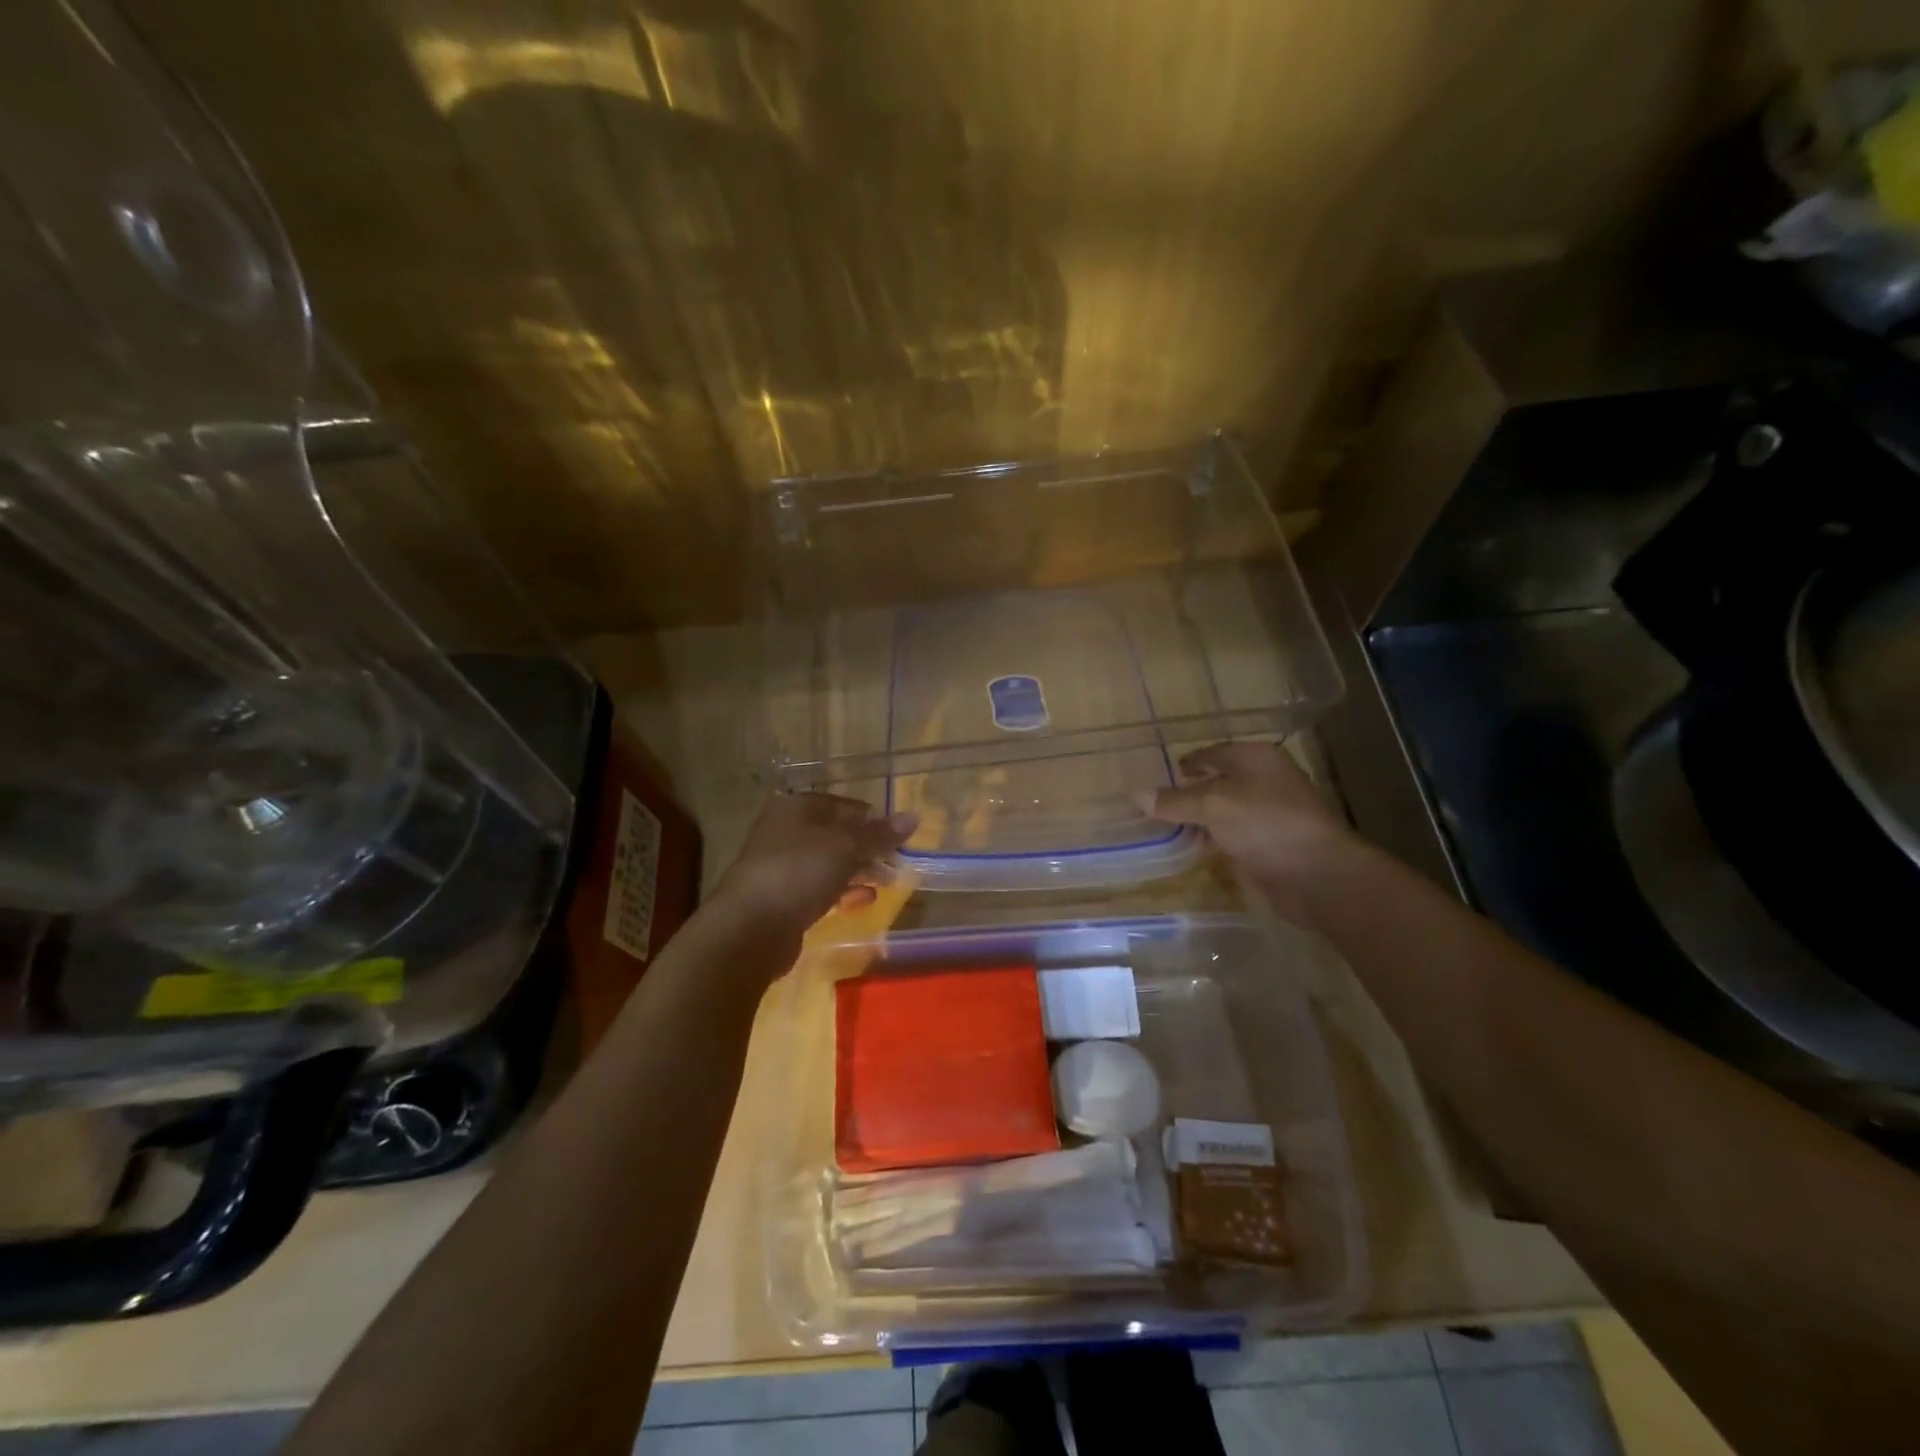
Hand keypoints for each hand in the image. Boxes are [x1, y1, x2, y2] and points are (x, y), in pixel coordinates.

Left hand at [712, 793, 915, 934]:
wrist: (750, 927)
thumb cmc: (799, 872)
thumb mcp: (846, 847)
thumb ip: (879, 834)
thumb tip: (914, 817)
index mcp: (797, 808)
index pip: (844, 806)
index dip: (872, 819)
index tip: (898, 837)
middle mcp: (787, 832)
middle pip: (836, 835)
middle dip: (869, 848)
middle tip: (898, 862)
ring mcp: (783, 867)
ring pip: (829, 863)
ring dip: (860, 871)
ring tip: (890, 882)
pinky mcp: (784, 899)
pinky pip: (820, 889)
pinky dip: (844, 892)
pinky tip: (867, 900)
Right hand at [1143, 742, 1361, 927]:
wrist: (1317, 874)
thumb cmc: (1266, 823)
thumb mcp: (1213, 806)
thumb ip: (1174, 800)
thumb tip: (1136, 794)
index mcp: (1257, 758)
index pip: (1213, 753)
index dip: (1187, 762)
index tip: (1161, 773)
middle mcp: (1266, 780)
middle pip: (1220, 781)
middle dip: (1190, 792)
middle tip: (1157, 802)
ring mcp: (1271, 814)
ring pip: (1225, 810)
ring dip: (1200, 818)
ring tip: (1166, 826)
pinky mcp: (1271, 844)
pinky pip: (1233, 835)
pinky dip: (1214, 839)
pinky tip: (1193, 848)